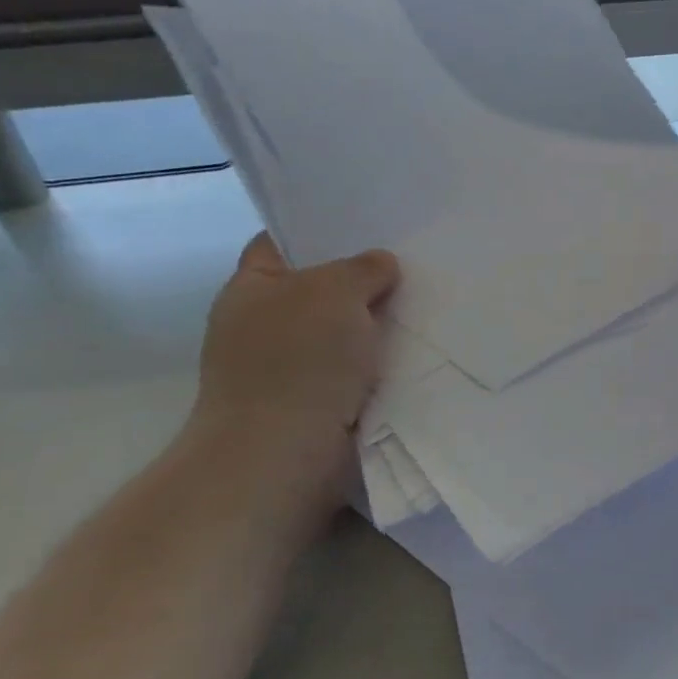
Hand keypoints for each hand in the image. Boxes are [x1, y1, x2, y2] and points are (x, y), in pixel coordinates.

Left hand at [189, 234, 400, 477]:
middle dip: (363, 280)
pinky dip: (382, 363)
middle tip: (411, 262)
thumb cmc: (299, 360)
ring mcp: (289, 368)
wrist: (285, 455)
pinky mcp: (316, 404)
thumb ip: (362, 268)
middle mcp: (264, 325)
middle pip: (320, 288)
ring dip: (377, 326)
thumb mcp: (335, 291)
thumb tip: (380, 266)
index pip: (281, 243)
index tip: (368, 224)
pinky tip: (417, 350)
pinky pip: (356, 371)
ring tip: (426, 304)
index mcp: (251, 289)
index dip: (320, 230)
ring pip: (344, 332)